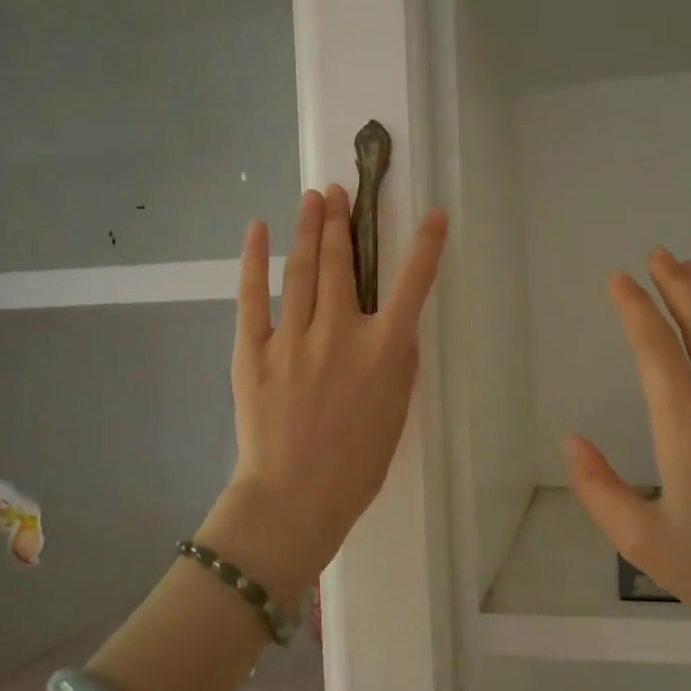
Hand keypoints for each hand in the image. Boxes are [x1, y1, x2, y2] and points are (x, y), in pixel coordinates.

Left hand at [199, 186, 447, 601]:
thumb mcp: (396, 413)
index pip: (413, 284)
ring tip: (313, 198)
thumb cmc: (356, 465)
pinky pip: (254, 296)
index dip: (428, 245)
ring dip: (309, 228)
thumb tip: (394, 325)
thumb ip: (398, 363)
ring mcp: (294, 338)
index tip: (436, 214)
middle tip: (338, 192)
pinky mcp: (254, 350)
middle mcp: (342, 333)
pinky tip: (259, 229)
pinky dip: (255, 259)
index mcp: (385, 351)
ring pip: (302, 270)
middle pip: (342, 264)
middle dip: (342, 222)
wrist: (294, 498)